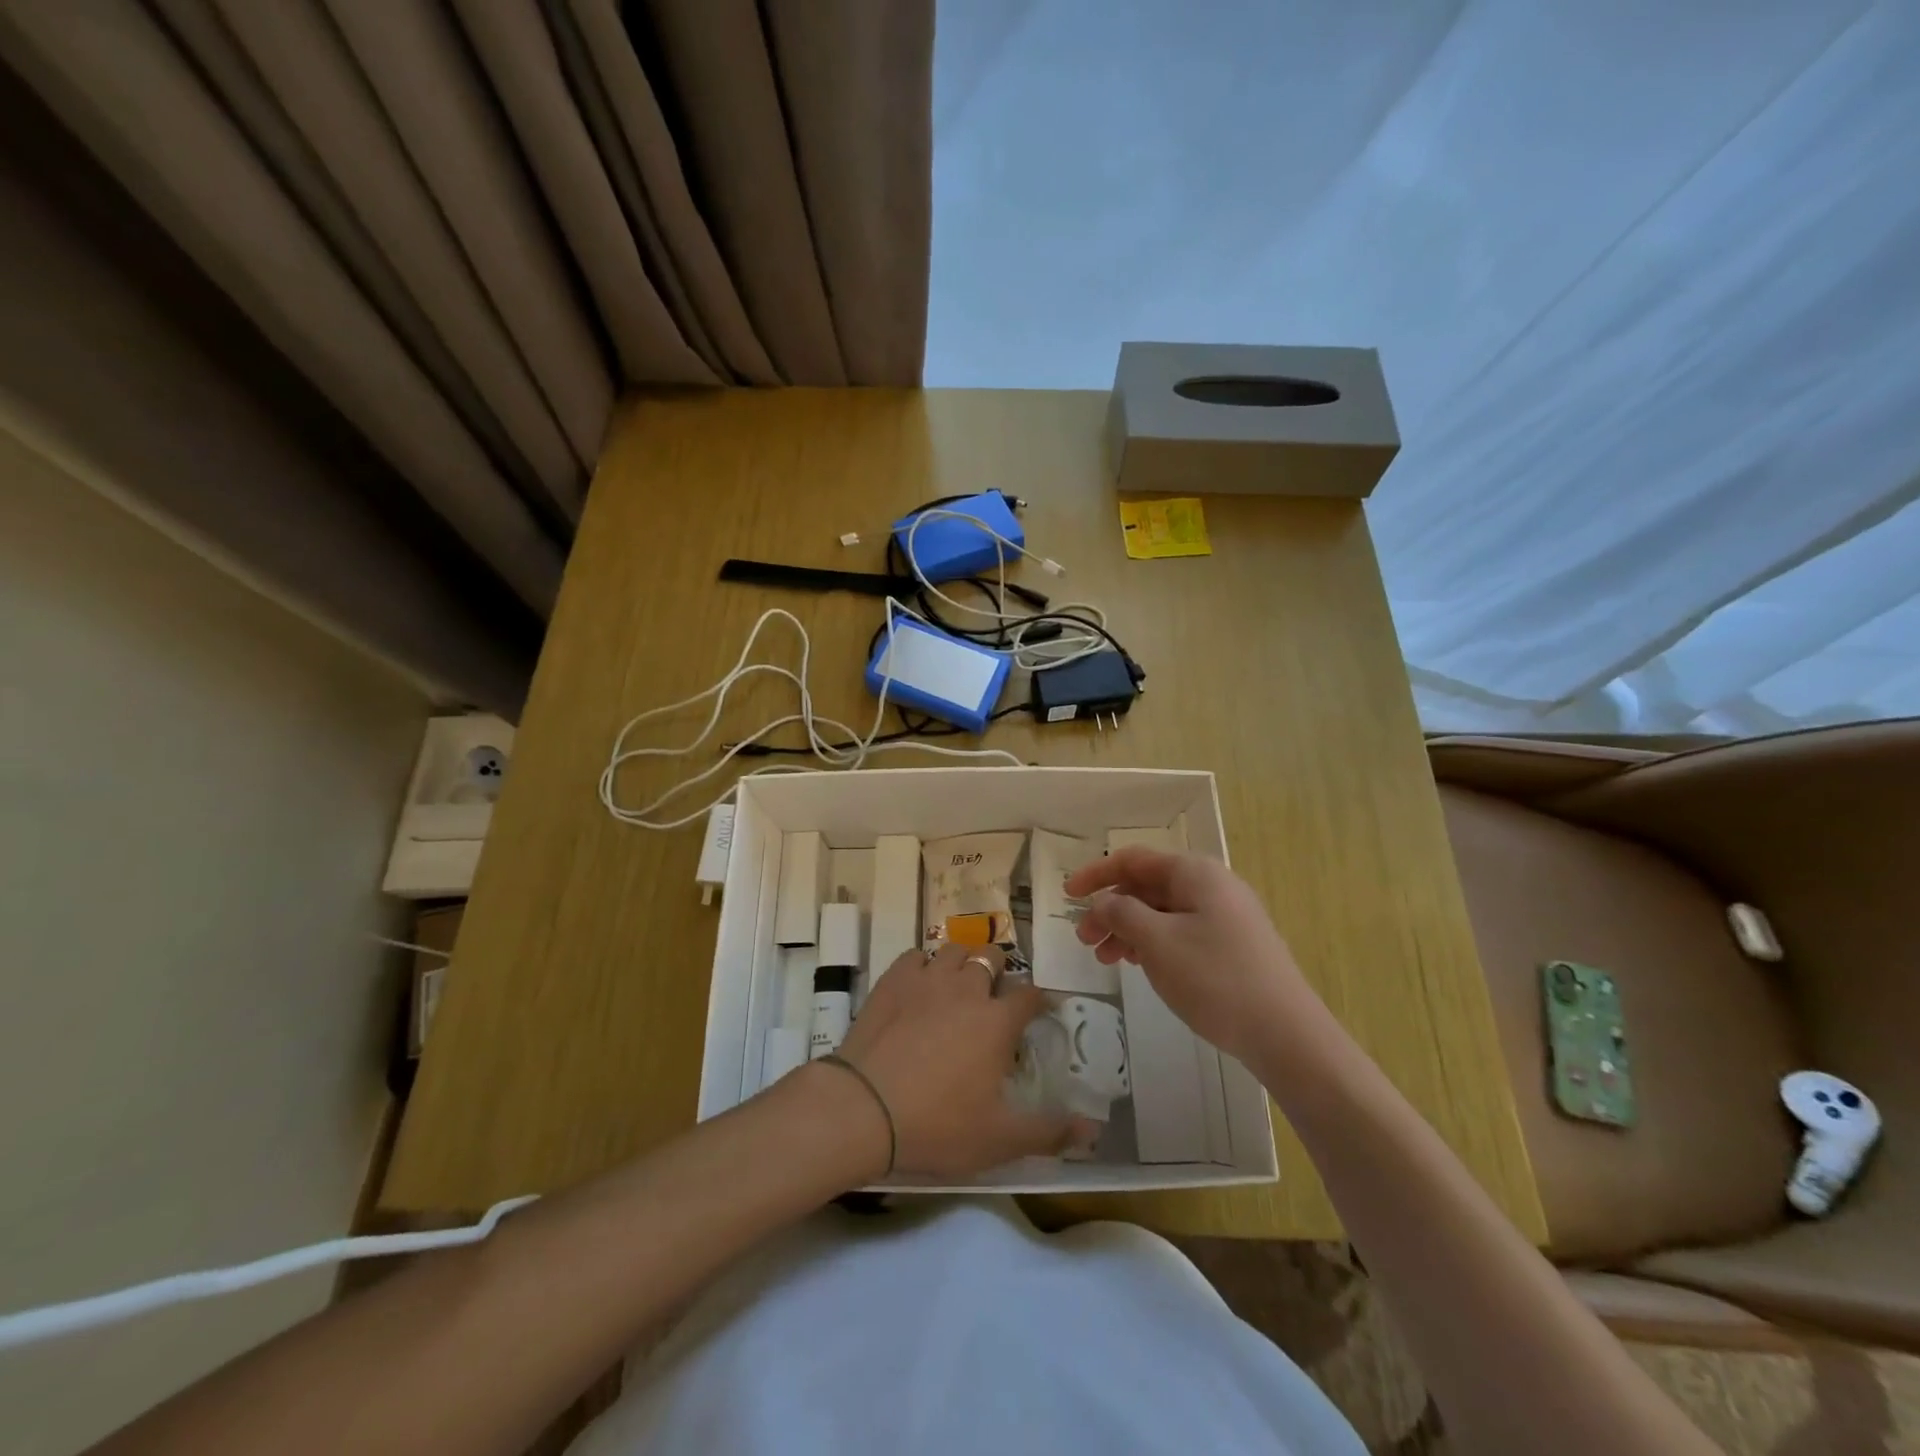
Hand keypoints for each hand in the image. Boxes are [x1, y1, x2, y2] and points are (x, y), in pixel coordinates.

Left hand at [833, 944, 1087, 1177]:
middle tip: (993, 998)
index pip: (1030, 995)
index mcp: (997, 1021)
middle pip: (991, 959)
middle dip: (998, 972)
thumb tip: (1092, 1128)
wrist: (863, 1108)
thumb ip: (1048, 1133)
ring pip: (954, 950)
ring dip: (962, 963)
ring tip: (958, 985)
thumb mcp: (998, 1140)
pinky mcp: (893, 979)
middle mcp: (967, 988)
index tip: (1042, 1007)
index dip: (1040, 999)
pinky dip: (923, 965)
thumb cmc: (937, 1125)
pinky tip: (920, 986)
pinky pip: (915, 956)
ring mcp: (927, 979)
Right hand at [1065, 847, 1318, 1063]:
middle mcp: (1211, 886)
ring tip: (1105, 959)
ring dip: (1128, 929)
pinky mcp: (1232, 946)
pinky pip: (1180, 932)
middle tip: (1084, 940)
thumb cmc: (1215, 979)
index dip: (1096, 874)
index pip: (1134, 860)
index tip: (1066, 895)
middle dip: (1111, 909)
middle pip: (1147, 887)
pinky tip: (1138, 965)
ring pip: (1162, 913)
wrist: (1287, 1035)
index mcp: (1195, 873)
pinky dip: (1152, 943)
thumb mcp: (1158, 942)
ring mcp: (1225, 917)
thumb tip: (1104, 901)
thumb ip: (1122, 913)